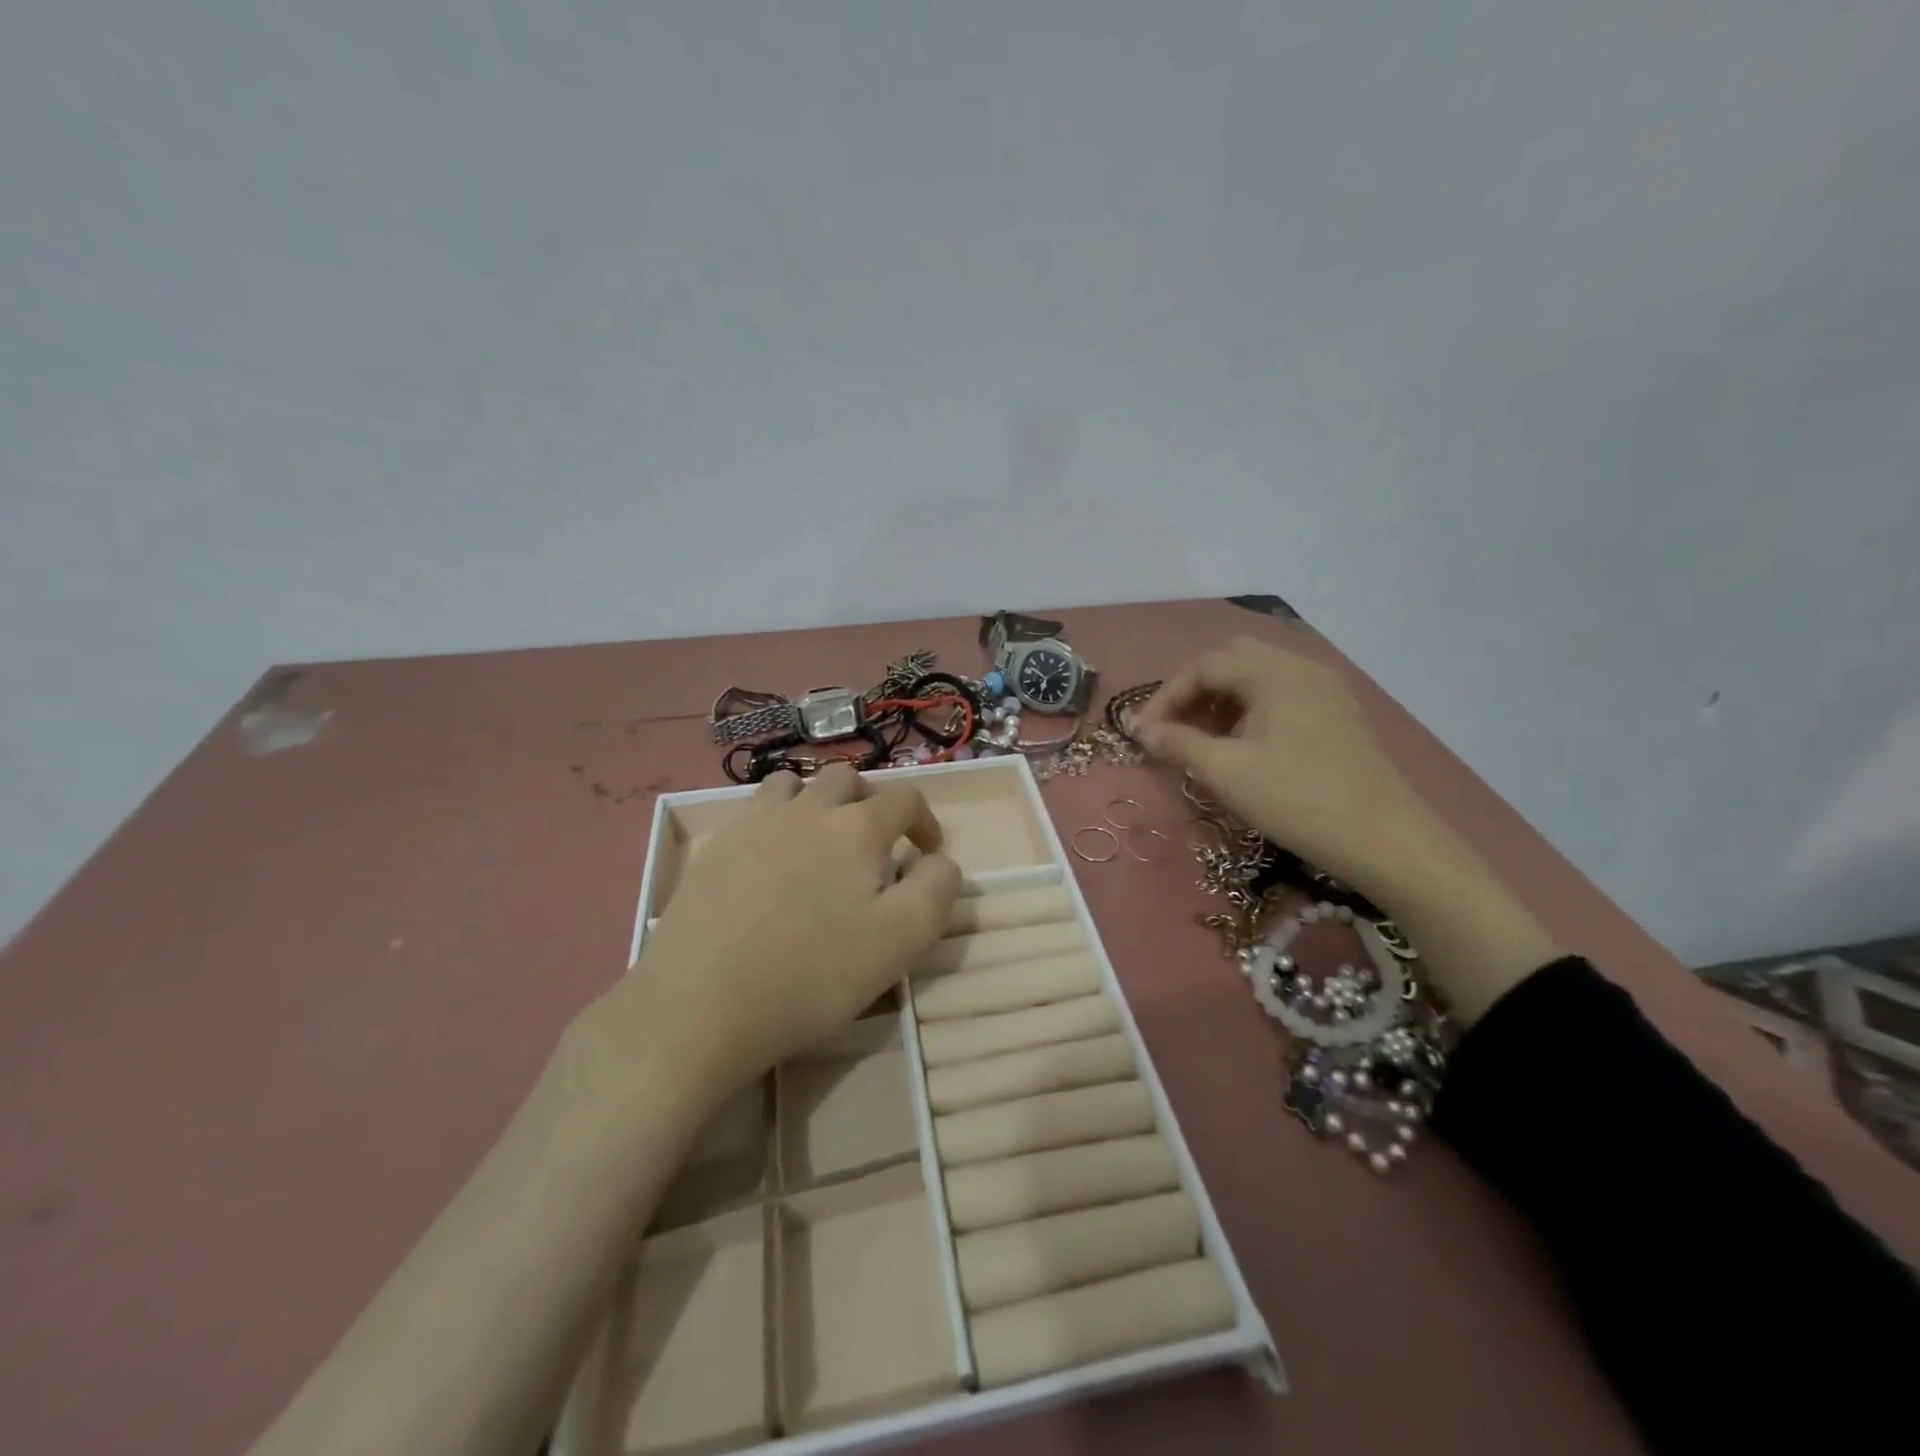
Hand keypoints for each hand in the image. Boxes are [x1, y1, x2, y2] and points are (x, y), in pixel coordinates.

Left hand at [583, 764, 963, 1105]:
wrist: (700, 1004)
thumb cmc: (813, 974)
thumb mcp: (902, 941)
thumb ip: (937, 890)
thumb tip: (940, 861)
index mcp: (857, 827)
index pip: (905, 798)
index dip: (925, 820)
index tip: (927, 852)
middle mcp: (807, 809)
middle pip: (848, 779)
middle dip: (871, 803)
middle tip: (875, 845)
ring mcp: (754, 823)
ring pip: (794, 785)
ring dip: (817, 802)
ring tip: (820, 843)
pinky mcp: (715, 847)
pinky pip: (753, 812)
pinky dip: (774, 821)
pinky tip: (770, 862)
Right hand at [1132, 636, 1431, 897]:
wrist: (1387, 842)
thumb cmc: (1299, 801)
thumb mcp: (1228, 773)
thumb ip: (1179, 744)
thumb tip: (1144, 731)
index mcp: (1276, 674)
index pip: (1205, 666)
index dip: (1166, 696)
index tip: (1143, 733)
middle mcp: (1302, 669)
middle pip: (1232, 660)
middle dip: (1194, 690)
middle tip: (1172, 727)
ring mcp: (1325, 690)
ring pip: (1258, 677)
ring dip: (1221, 700)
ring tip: (1201, 739)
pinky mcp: (1337, 714)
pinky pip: (1281, 695)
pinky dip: (1249, 709)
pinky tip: (1242, 745)